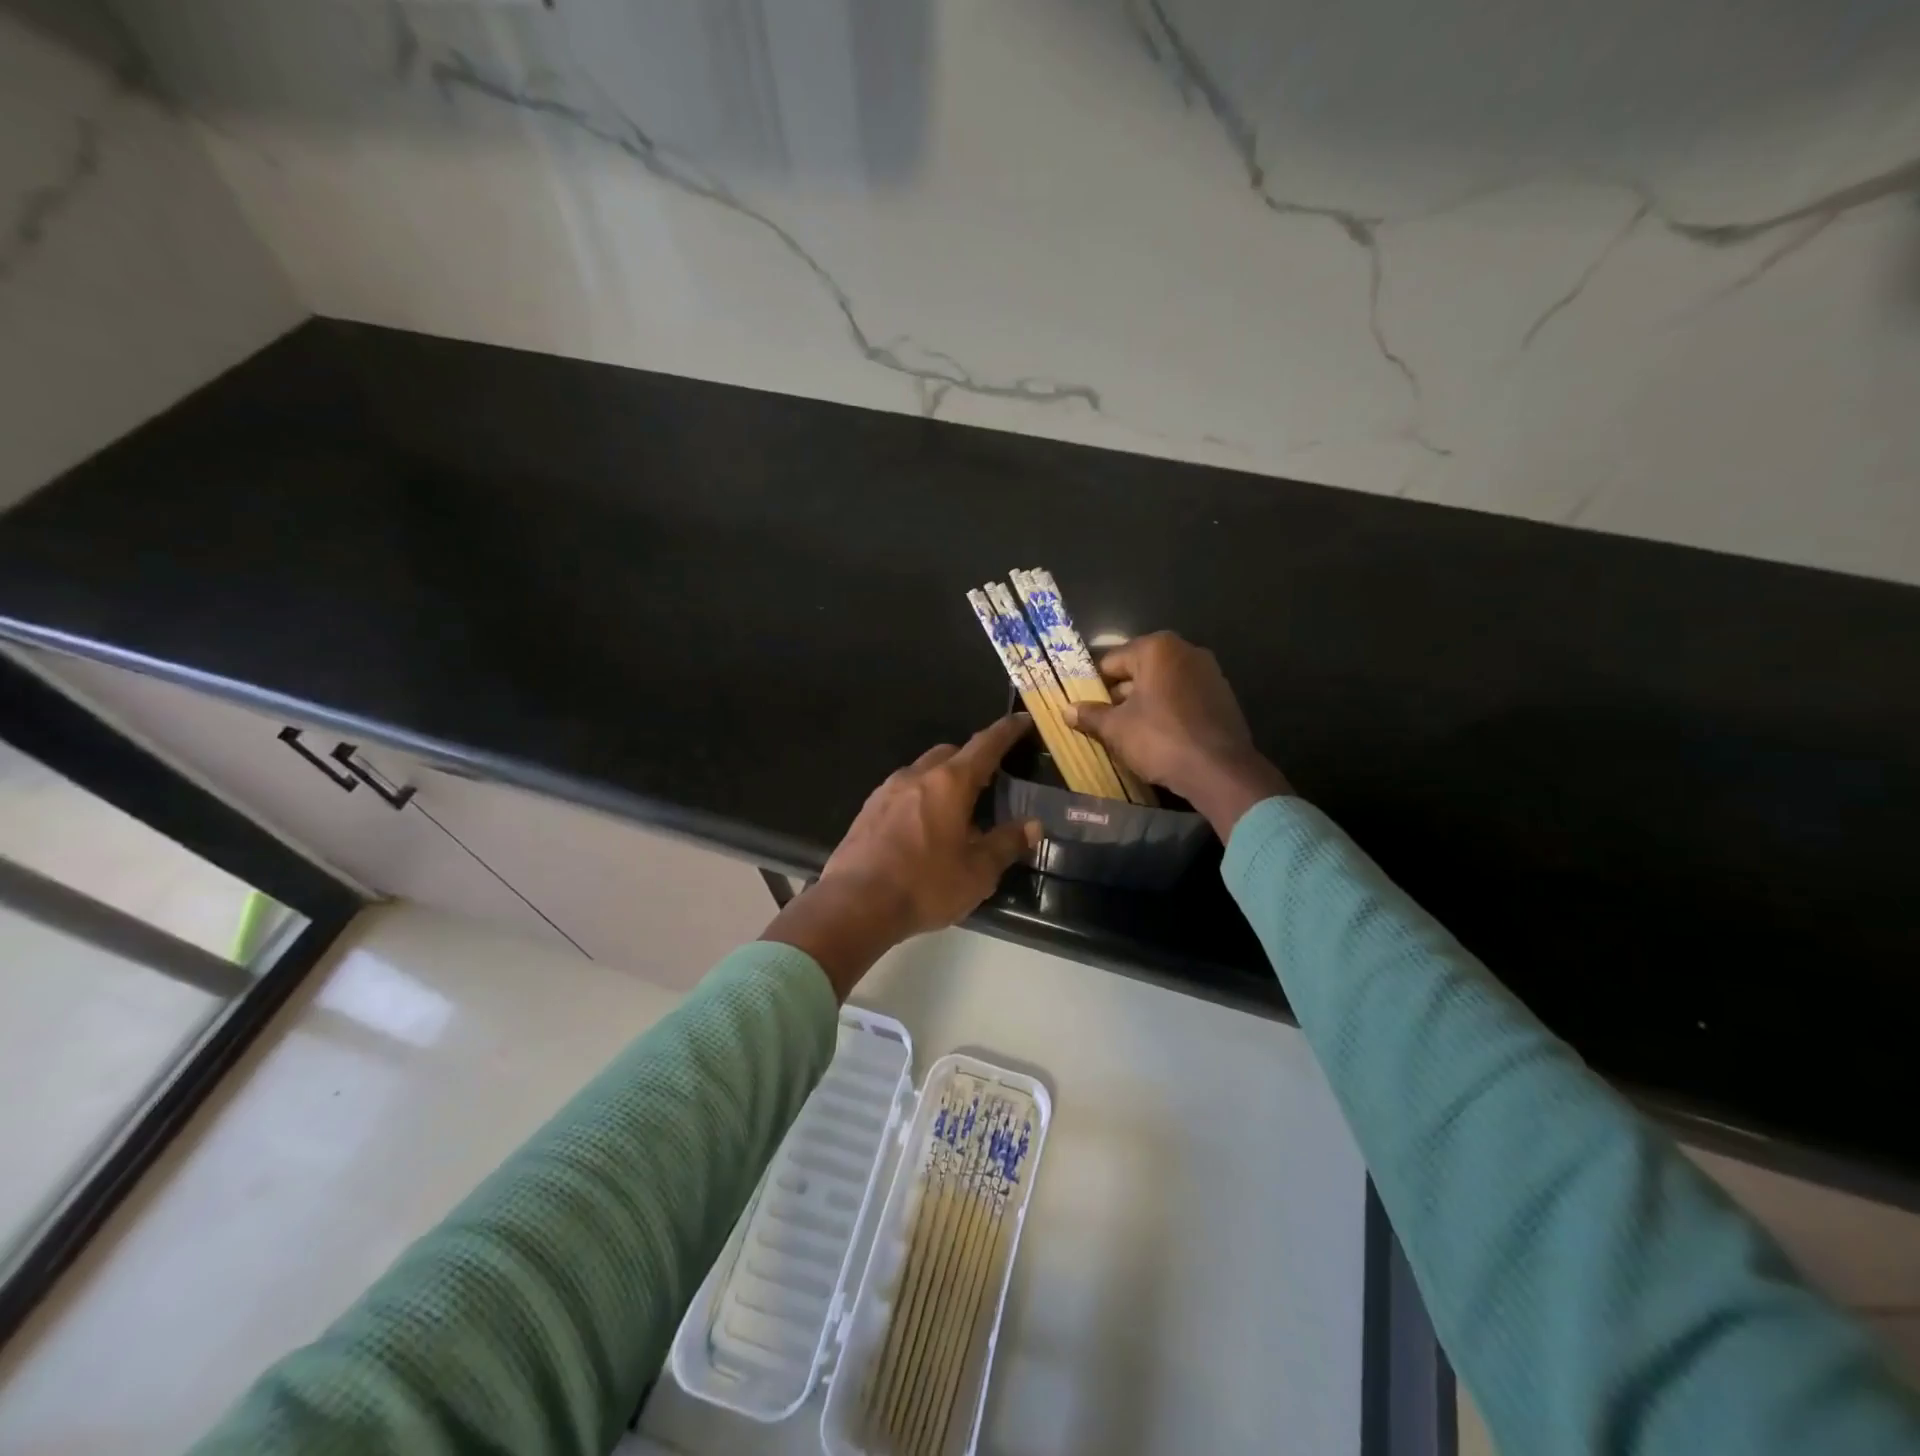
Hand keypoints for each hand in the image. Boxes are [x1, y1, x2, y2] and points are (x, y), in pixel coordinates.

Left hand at [763, 715, 1041, 998]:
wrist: (855, 904)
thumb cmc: (925, 885)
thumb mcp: (978, 871)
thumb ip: (1006, 843)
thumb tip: (1033, 825)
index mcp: (950, 783)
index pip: (985, 745)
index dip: (1006, 731)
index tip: (1021, 720)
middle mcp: (917, 775)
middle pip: (950, 753)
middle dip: (972, 759)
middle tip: (990, 779)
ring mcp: (887, 790)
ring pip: (923, 770)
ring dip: (944, 778)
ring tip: (958, 808)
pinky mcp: (868, 810)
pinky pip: (902, 791)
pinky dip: (920, 797)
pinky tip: (924, 826)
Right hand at [1064, 631, 1291, 835]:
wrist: (1219, 771)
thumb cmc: (1160, 739)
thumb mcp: (1116, 728)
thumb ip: (1090, 715)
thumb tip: (1067, 710)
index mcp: (1156, 648)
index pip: (1111, 662)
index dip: (1093, 685)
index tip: (1085, 707)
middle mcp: (1185, 651)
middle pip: (1139, 671)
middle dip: (1120, 695)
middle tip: (1103, 722)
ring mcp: (1209, 672)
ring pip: (1162, 685)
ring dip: (1144, 704)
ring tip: (1128, 733)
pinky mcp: (1222, 696)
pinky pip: (1183, 698)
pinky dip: (1168, 712)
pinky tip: (1158, 737)